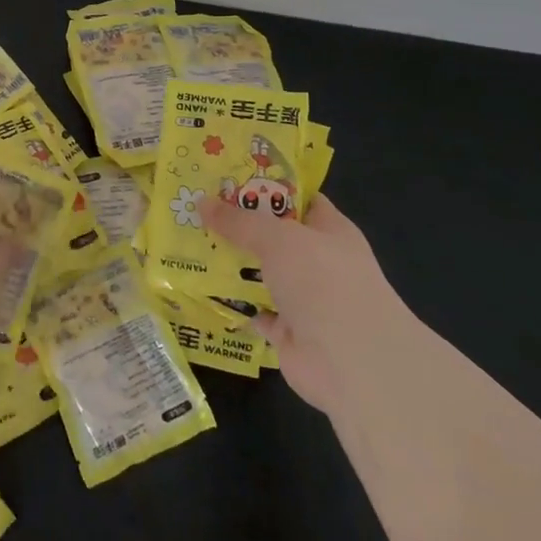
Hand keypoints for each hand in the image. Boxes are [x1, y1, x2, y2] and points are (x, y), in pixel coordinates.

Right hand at [199, 191, 402, 415]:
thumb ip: (239, 221)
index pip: (297, 199)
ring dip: (231, 264)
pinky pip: (254, 309)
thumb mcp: (278, 237)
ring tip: (189, 243)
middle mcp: (318, 262)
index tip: (226, 178)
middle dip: (237, 225)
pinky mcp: (288, 331)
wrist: (351, 362)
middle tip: (195, 209)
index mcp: (329, 230)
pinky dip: (233, 303)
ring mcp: (304, 298)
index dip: (265, 187)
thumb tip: (201, 203)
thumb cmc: (323, 281)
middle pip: (273, 236)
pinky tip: (202, 287)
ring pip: (261, 273)